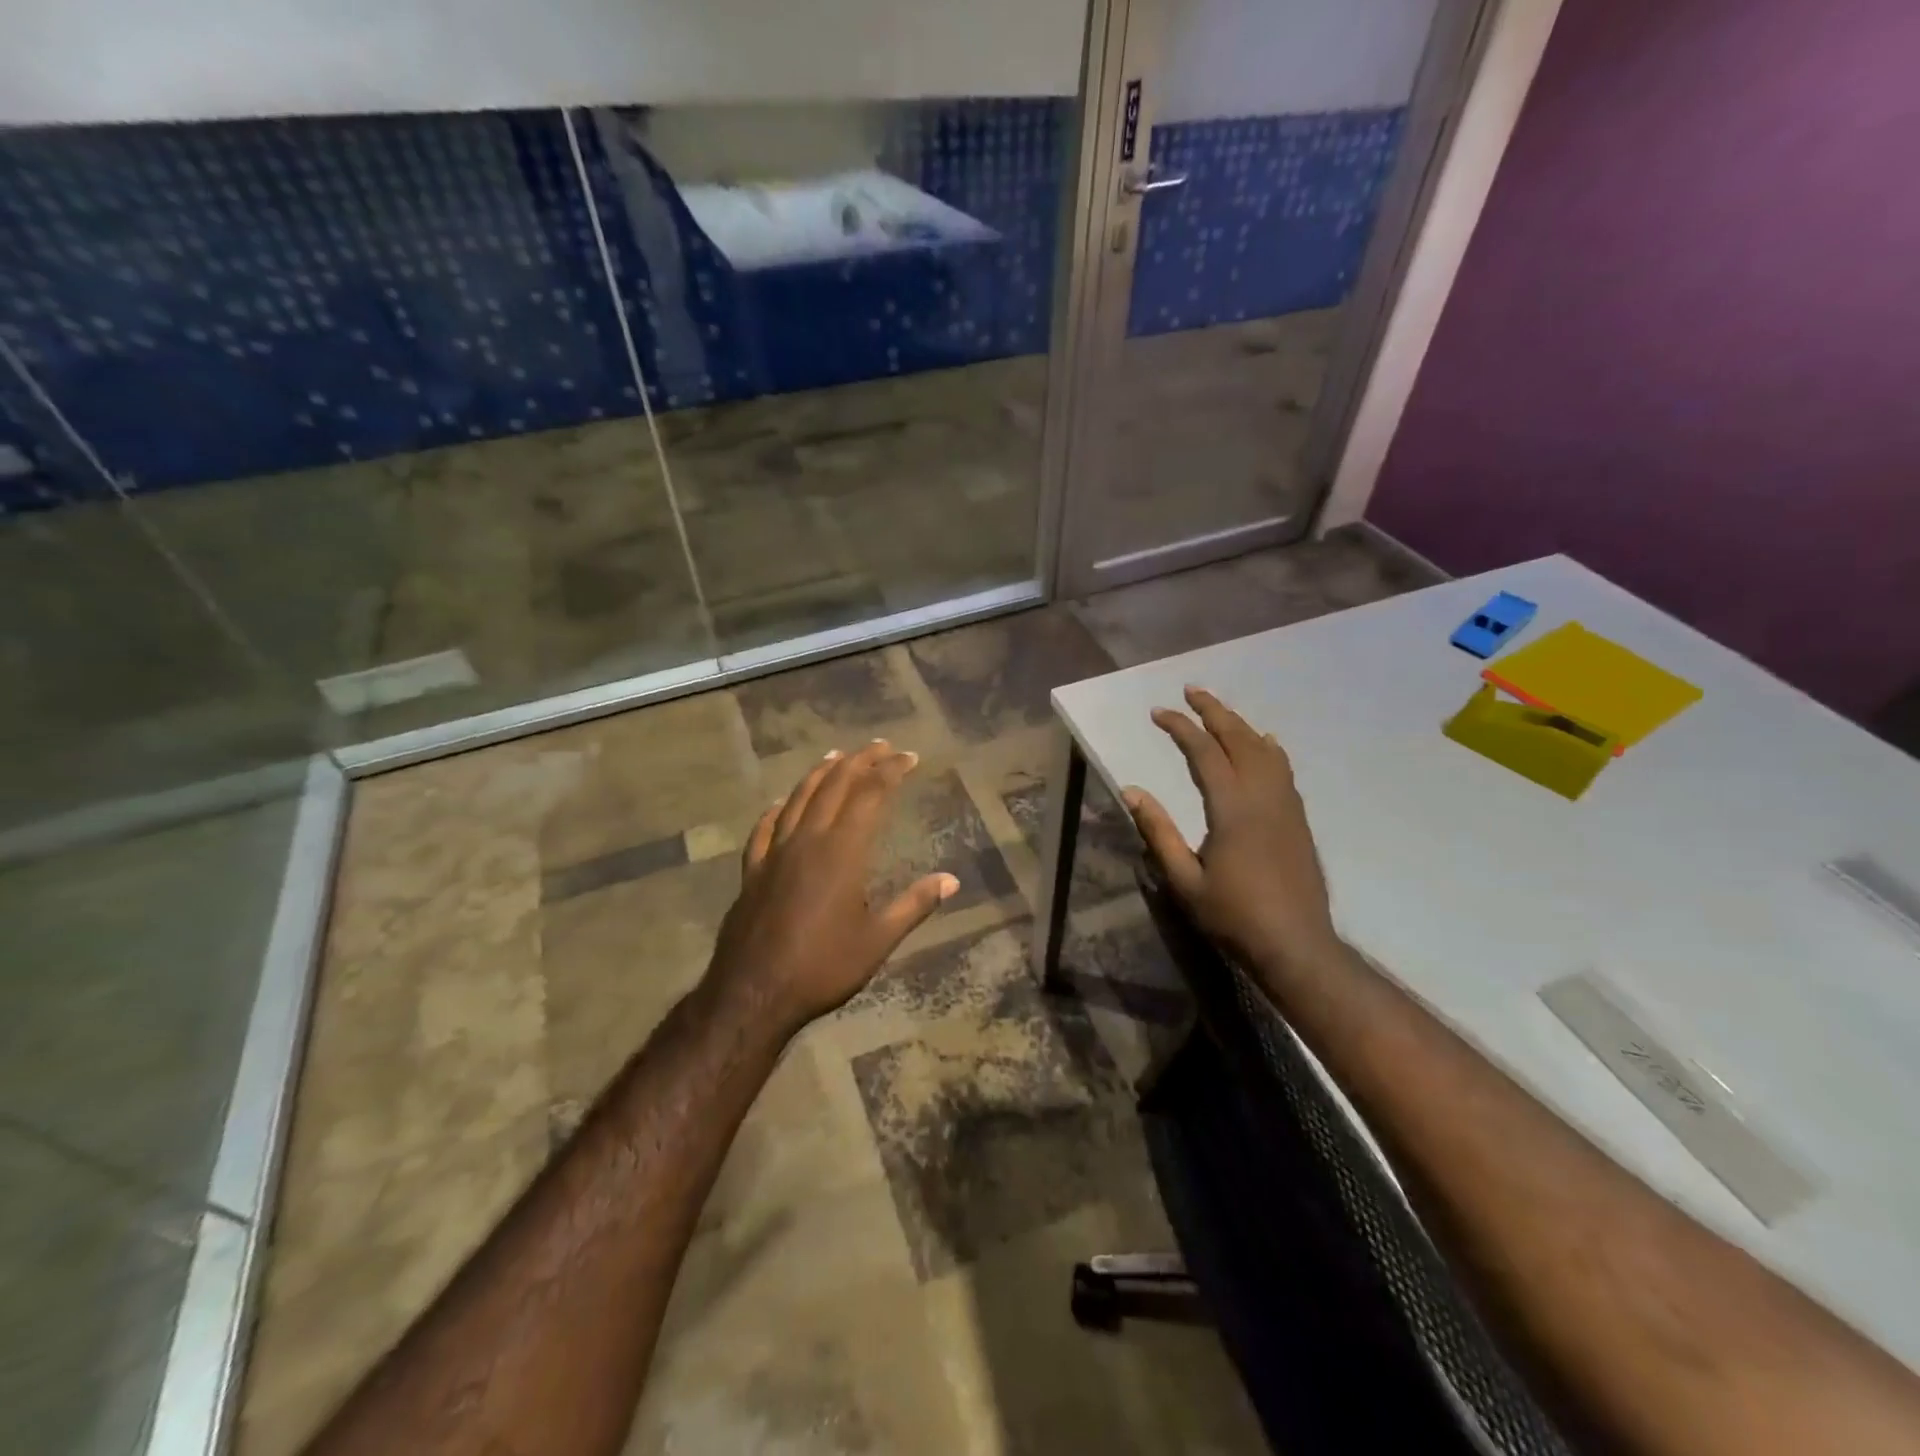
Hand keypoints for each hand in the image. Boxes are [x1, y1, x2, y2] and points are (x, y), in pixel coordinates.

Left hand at [705, 740, 958, 1038]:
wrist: (754, 994)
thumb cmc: (823, 967)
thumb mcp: (878, 940)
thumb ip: (914, 905)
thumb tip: (951, 880)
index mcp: (842, 851)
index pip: (870, 795)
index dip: (891, 771)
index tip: (909, 757)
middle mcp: (808, 840)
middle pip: (835, 786)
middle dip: (860, 761)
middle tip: (881, 746)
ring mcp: (775, 853)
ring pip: (799, 799)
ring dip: (820, 774)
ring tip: (836, 756)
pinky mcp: (753, 871)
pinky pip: (764, 829)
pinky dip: (776, 810)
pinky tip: (779, 803)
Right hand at [1123, 687, 1340, 976]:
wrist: (1297, 946)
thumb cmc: (1234, 916)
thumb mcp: (1184, 880)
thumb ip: (1158, 832)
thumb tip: (1131, 791)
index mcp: (1232, 809)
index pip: (1204, 753)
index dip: (1180, 728)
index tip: (1158, 712)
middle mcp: (1263, 796)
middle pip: (1239, 739)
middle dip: (1214, 711)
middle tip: (1191, 691)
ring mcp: (1286, 806)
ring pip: (1265, 750)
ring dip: (1241, 725)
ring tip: (1221, 711)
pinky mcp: (1298, 819)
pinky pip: (1283, 769)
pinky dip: (1267, 748)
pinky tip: (1264, 745)